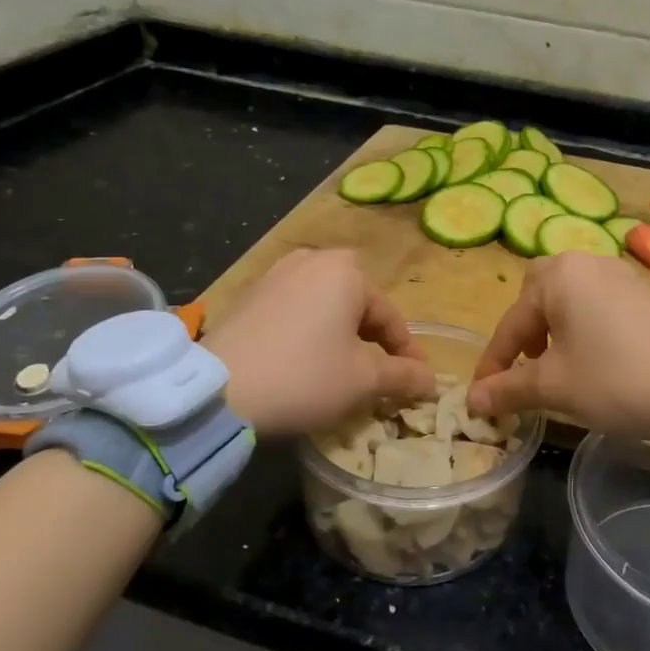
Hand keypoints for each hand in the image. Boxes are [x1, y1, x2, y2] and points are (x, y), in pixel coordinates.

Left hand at [204, 248, 435, 437]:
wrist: (216, 390)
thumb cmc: (304, 376)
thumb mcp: (363, 380)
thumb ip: (403, 375)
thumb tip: (432, 379)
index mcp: (347, 272)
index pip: (390, 317)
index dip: (407, 353)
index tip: (416, 382)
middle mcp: (312, 260)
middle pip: (357, 305)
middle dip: (371, 339)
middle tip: (378, 374)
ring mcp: (276, 274)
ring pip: (325, 307)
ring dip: (339, 335)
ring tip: (342, 369)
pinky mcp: (249, 294)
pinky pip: (294, 311)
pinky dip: (308, 333)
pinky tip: (303, 362)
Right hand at [469, 254, 649, 443]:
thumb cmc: (617, 380)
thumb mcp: (555, 387)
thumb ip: (508, 389)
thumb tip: (472, 400)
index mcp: (558, 276)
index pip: (510, 323)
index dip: (493, 364)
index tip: (481, 397)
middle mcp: (586, 262)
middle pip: (537, 294)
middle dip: (523, 332)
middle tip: (525, 366)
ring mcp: (619, 274)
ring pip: (568, 297)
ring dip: (552, 329)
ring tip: (557, 366)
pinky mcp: (643, 292)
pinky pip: (596, 302)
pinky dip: (582, 326)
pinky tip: (594, 358)